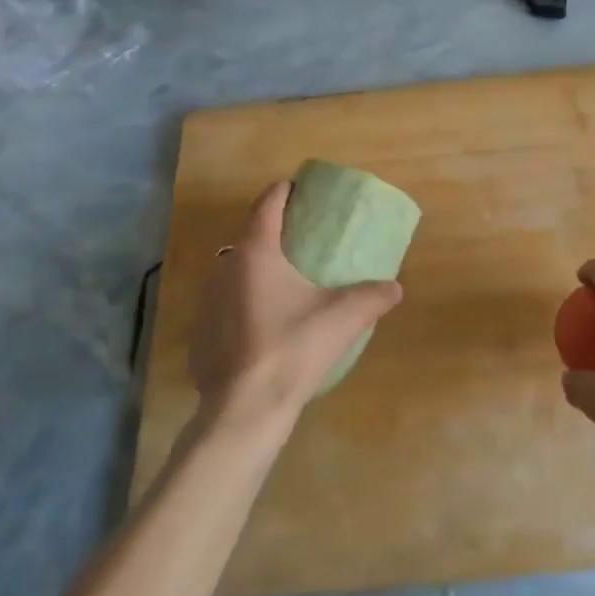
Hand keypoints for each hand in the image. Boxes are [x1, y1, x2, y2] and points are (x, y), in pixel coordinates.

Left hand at [188, 182, 402, 430]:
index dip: (282, 191)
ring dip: (256, 269)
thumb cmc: (293, 349)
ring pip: (234, 272)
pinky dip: (244, 302)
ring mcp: (207, 303)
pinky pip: (225, 305)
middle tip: (299, 237)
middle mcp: (224, 270)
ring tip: (284, 281)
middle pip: (248, 237)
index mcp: (256, 255)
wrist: (245, 410)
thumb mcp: (342, 319)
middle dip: (272, 232)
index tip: (296, 186)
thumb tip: (395, 287)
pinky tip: (263, 324)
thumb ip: (372, 297)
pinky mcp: (200, 334)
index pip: (266, 206)